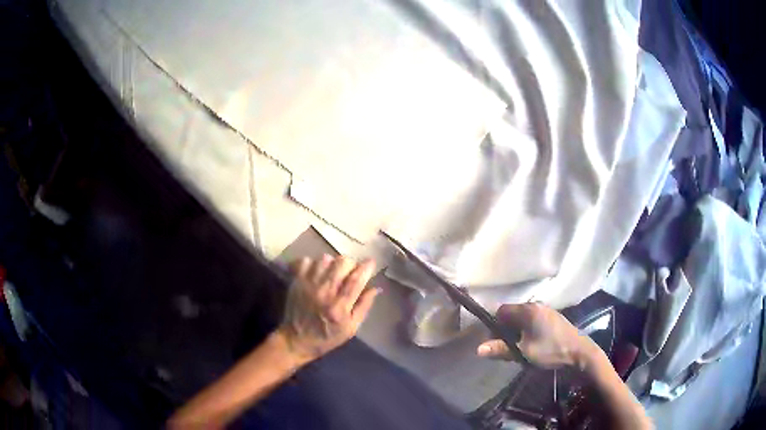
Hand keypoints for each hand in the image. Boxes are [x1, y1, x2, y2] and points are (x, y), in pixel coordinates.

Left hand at [278, 255, 379, 363]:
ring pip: (326, 259)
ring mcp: (309, 284)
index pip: (356, 279)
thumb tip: (375, 288)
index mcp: (340, 306)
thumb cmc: (327, 336)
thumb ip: (363, 306)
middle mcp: (324, 292)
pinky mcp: (297, 281)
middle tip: (351, 272)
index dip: (366, 267)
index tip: (371, 262)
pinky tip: (318, 273)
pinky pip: (307, 261)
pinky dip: (314, 263)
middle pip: (342, 263)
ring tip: (334, 272)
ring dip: (333, 263)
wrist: (297, 340)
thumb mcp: (351, 328)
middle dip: (351, 264)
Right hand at [477, 303, 598, 369]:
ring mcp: (546, 310)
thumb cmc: (550, 350)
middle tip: (507, 348)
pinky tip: (531, 344)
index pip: (501, 311)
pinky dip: (526, 330)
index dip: (494, 326)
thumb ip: (501, 349)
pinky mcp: (552, 317)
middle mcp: (535, 305)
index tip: (495, 342)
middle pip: (511, 314)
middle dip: (505, 330)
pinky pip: (532, 320)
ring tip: (519, 348)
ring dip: (516, 331)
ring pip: (522, 318)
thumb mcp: (523, 352)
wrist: (579, 352)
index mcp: (527, 310)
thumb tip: (478, 349)